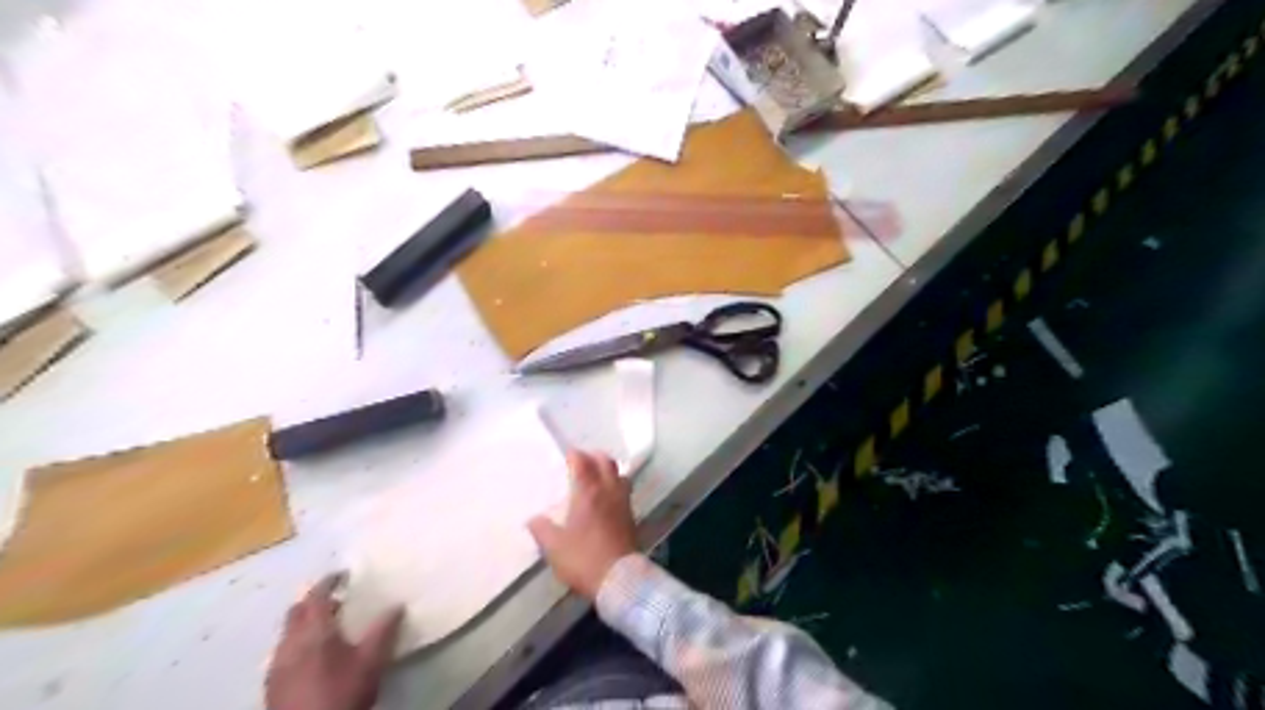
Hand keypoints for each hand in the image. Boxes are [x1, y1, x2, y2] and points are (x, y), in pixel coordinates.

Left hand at [266, 575, 403, 709]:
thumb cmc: (342, 692)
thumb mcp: (372, 661)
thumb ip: (384, 630)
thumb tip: (397, 605)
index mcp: (314, 632)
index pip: (316, 596)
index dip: (328, 582)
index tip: (343, 575)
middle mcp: (289, 643)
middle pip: (296, 611)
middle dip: (313, 601)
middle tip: (337, 600)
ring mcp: (276, 665)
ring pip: (287, 633)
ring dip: (304, 623)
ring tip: (327, 628)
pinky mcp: (272, 685)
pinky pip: (282, 652)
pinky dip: (297, 643)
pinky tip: (312, 657)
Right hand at [530, 450, 636, 598]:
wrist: (619, 579)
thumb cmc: (583, 559)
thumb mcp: (554, 547)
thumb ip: (542, 530)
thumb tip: (532, 519)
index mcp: (588, 492)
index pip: (582, 462)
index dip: (574, 455)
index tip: (567, 455)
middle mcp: (608, 491)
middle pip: (606, 462)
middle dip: (594, 456)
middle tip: (582, 460)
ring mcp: (622, 502)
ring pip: (619, 474)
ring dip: (608, 469)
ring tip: (597, 475)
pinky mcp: (631, 515)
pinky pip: (624, 490)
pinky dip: (616, 485)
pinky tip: (607, 497)